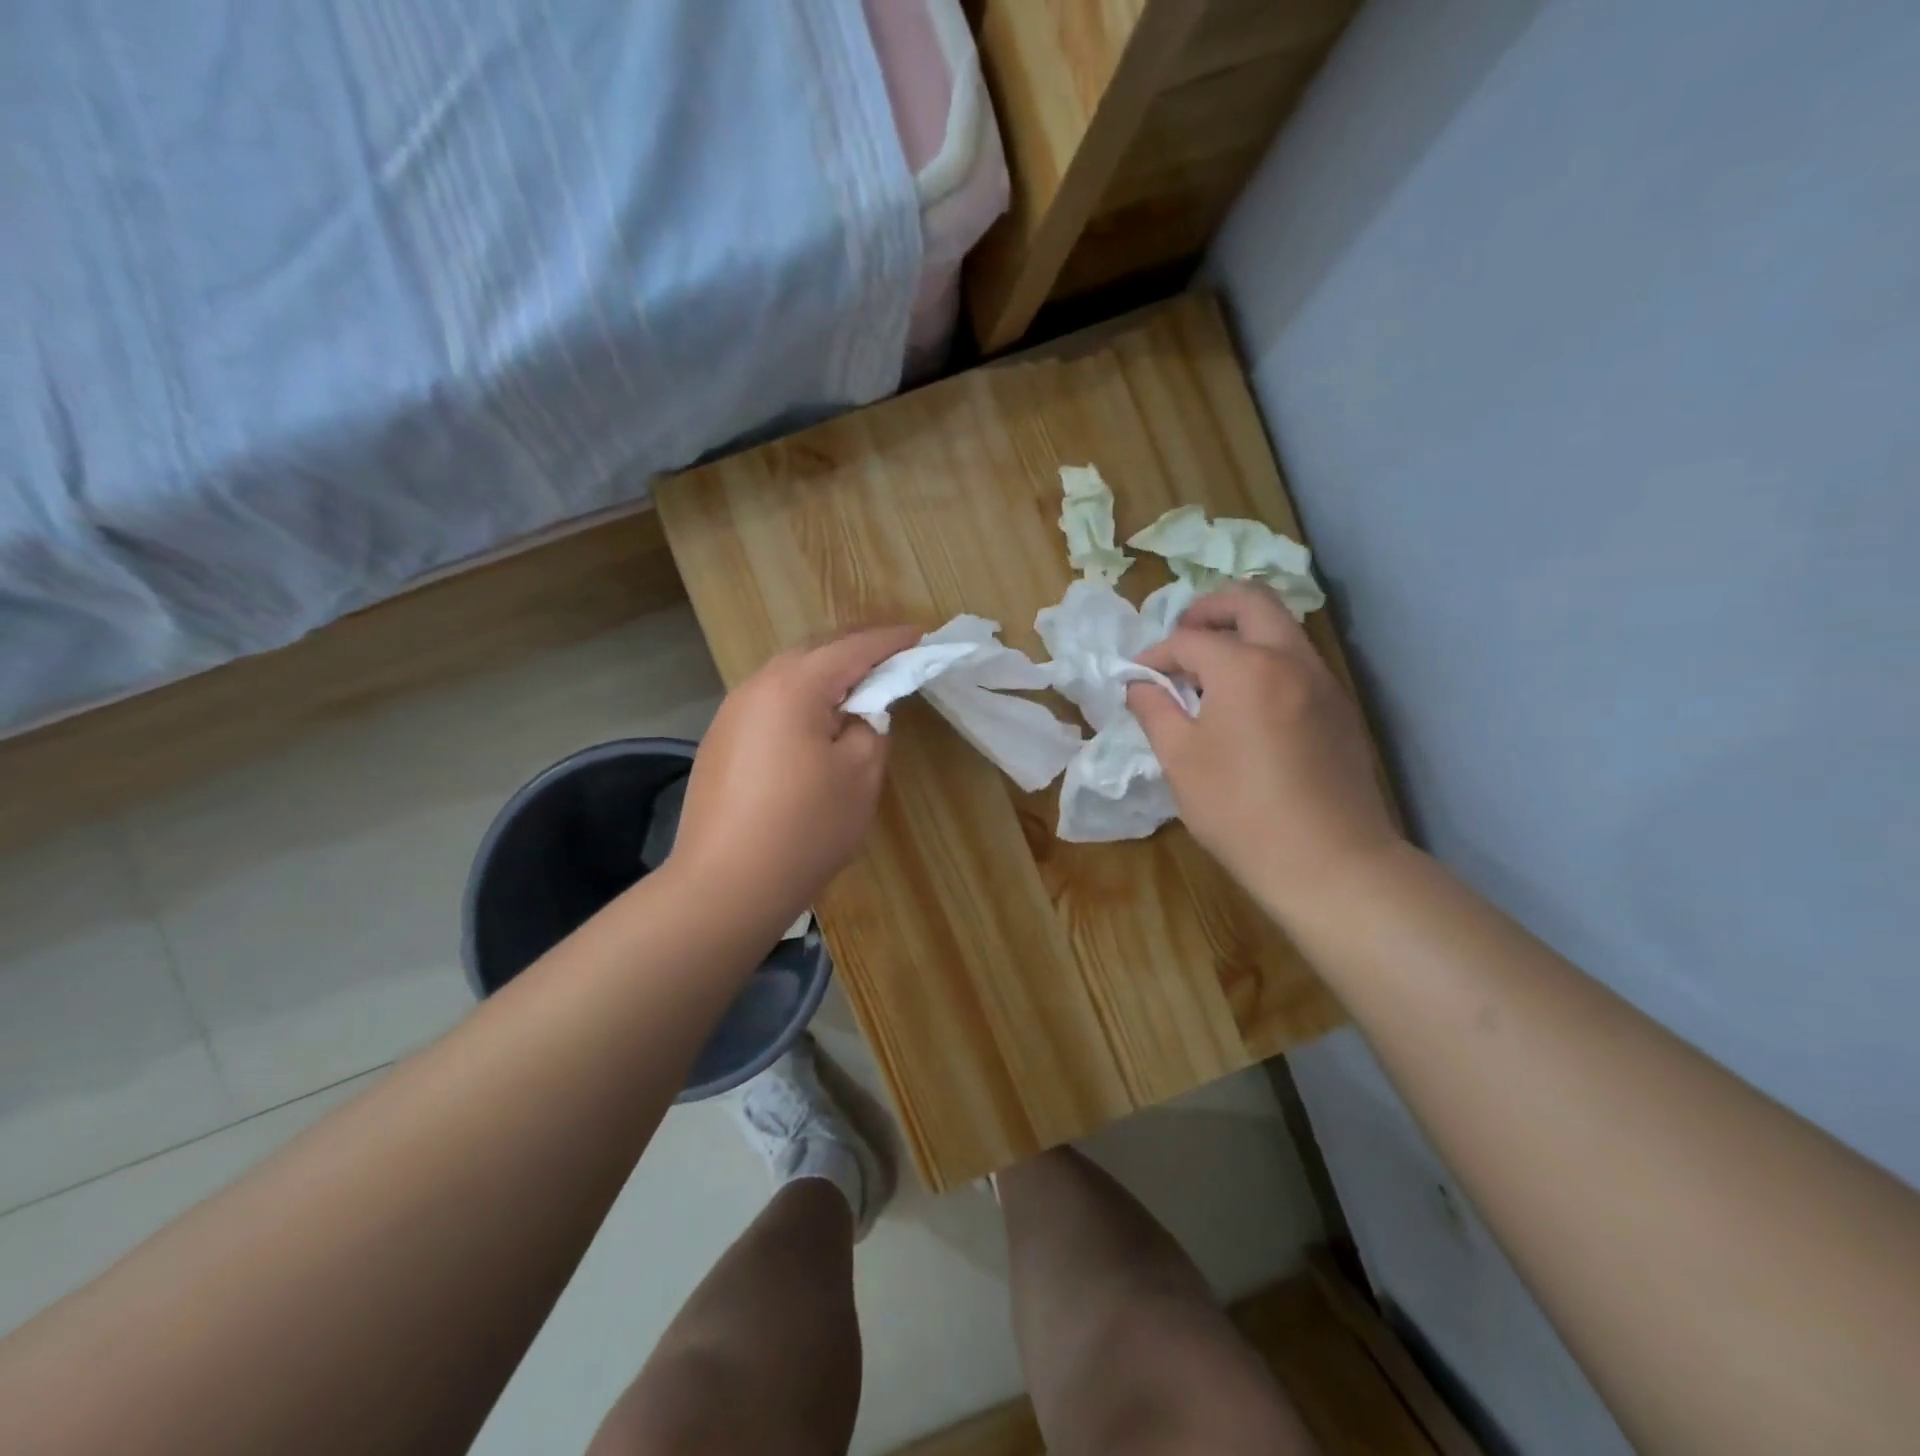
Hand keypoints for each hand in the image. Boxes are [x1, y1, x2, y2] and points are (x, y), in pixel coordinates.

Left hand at [669, 626, 920, 930]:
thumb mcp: (860, 775)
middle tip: (895, 658)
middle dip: (857, 650)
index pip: (854, 648)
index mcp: (794, 685)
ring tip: (859, 689)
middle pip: (815, 652)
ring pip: (788, 676)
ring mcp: (731, 714)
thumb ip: (871, 726)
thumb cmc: (805, 828)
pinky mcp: (720, 742)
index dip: (892, 641)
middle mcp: (756, 686)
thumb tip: (861, 711)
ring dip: (826, 675)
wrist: (724, 886)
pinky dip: (801, 701)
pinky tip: (815, 726)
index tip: (921, 636)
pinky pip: (770, 704)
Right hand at [1127, 585, 1399, 925]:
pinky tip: (1248, 702)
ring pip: (1282, 627)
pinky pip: (1299, 660)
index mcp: (1244, 667)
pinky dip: (1267, 659)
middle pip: (1251, 602)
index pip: (1189, 640)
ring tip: (1211, 669)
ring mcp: (1324, 681)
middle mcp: (1290, 659)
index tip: (1137, 677)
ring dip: (1242, 632)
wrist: (1330, 861)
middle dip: (1209, 609)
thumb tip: (1140, 685)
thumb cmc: (1240, 810)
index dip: (1156, 654)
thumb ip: (1155, 710)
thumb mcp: (1180, 761)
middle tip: (1183, 634)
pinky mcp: (1340, 708)